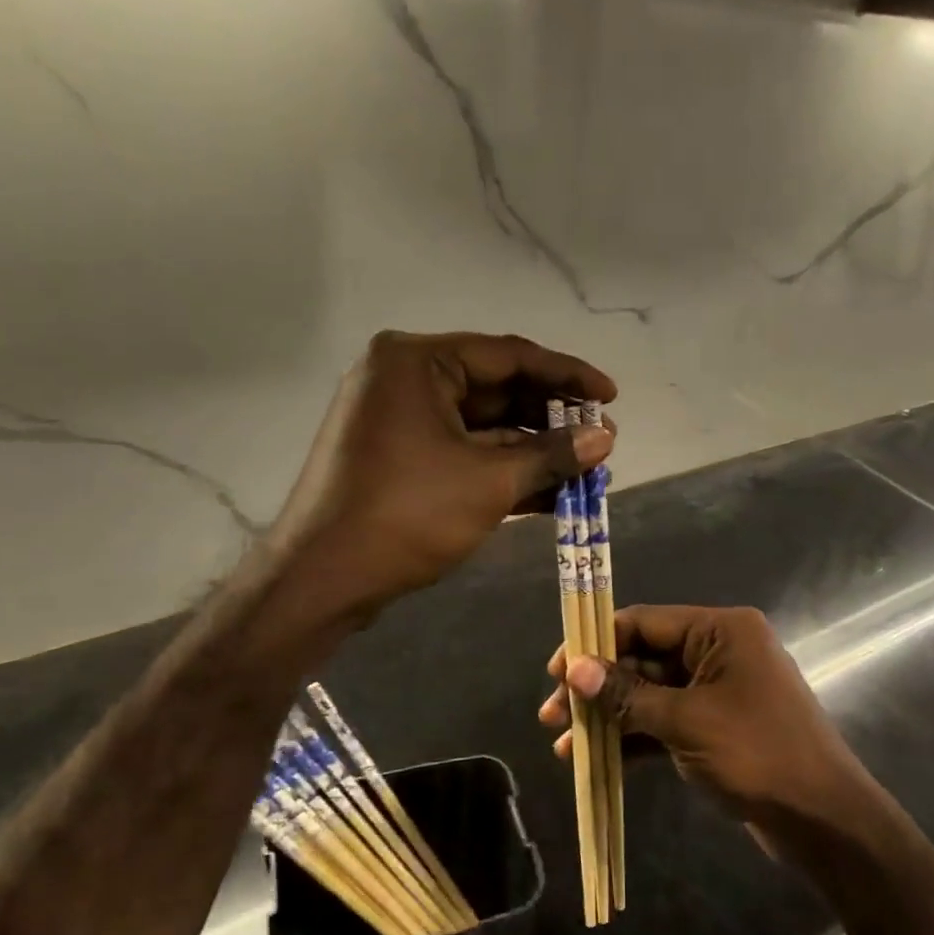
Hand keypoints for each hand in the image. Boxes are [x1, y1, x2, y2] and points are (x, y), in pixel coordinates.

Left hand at [270, 331, 615, 619]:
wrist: (322, 578)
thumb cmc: (406, 515)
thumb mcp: (489, 481)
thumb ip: (551, 455)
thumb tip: (606, 438)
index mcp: (417, 361)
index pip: (509, 356)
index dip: (567, 375)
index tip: (611, 395)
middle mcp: (404, 378)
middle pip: (496, 389)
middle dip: (550, 418)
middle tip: (599, 437)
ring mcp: (398, 419)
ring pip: (481, 426)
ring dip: (532, 449)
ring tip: (585, 468)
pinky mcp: (398, 456)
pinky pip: (461, 450)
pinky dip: (502, 468)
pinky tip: (550, 491)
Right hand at [539, 605, 876, 835]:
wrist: (823, 819)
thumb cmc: (757, 754)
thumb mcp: (686, 721)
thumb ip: (626, 694)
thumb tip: (573, 669)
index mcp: (720, 630)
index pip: (643, 622)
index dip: (595, 643)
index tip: (555, 671)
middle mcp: (718, 650)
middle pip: (642, 659)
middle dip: (597, 687)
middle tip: (551, 715)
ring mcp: (717, 690)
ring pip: (649, 694)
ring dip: (609, 717)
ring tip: (563, 745)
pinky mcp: (715, 726)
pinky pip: (665, 722)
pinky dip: (634, 738)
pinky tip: (596, 760)